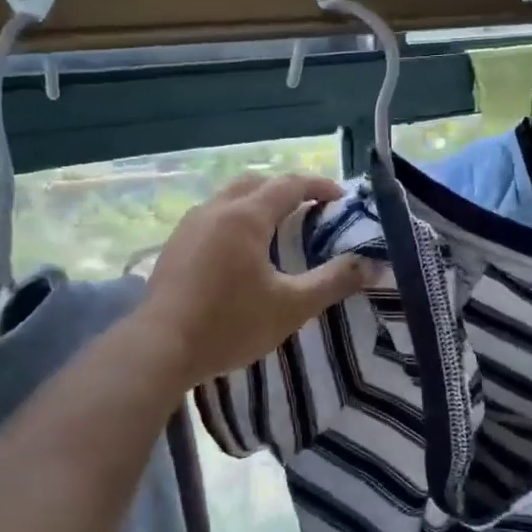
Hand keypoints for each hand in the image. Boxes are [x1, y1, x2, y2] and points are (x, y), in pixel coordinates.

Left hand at [139, 173, 373, 388]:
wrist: (160, 348)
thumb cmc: (230, 324)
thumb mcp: (292, 307)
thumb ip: (334, 281)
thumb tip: (372, 265)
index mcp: (246, 216)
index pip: (289, 185)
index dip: (319, 186)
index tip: (341, 198)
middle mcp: (215, 210)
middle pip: (255, 183)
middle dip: (285, 189)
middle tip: (308, 210)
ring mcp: (189, 226)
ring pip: (228, 198)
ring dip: (256, 204)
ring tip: (275, 230)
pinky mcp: (174, 246)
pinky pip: (211, 218)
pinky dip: (234, 220)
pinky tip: (238, 253)